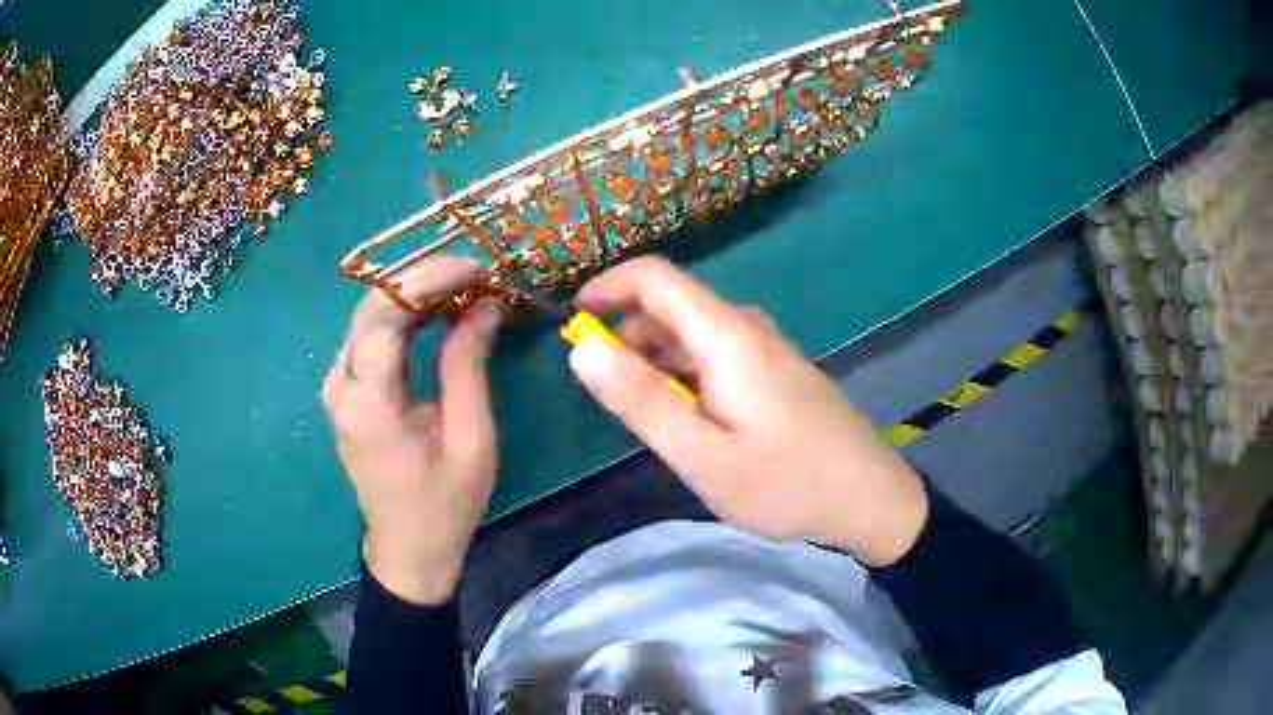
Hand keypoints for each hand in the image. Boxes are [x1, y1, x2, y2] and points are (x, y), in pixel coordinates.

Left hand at [322, 258, 501, 603]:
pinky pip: (369, 336)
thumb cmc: (444, 503)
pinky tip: (436, 313)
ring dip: (414, 294)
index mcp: (370, 403)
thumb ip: (468, 365)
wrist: (408, 548)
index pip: (384, 315)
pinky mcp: (344, 390)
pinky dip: (403, 316)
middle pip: (371, 306)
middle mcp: (341, 386)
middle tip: (475, 273)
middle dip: (423, 279)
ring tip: (464, 287)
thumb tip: (484, 304)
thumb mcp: (471, 438)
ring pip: (368, 315)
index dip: (428, 280)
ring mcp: (337, 387)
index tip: (476, 268)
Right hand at [568, 257, 927, 565]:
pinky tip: (689, 423)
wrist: (867, 498)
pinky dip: (684, 376)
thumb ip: (641, 399)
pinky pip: (714, 355)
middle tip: (609, 399)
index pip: (655, 277)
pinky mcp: (774, 370)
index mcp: (727, 335)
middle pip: (670, 306)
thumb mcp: (701, 453)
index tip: (571, 322)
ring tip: (648, 421)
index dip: (607, 287)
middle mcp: (745, 328)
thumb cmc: (785, 483)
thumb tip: (582, 348)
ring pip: (690, 334)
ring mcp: (764, 348)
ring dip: (655, 362)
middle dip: (626, 338)